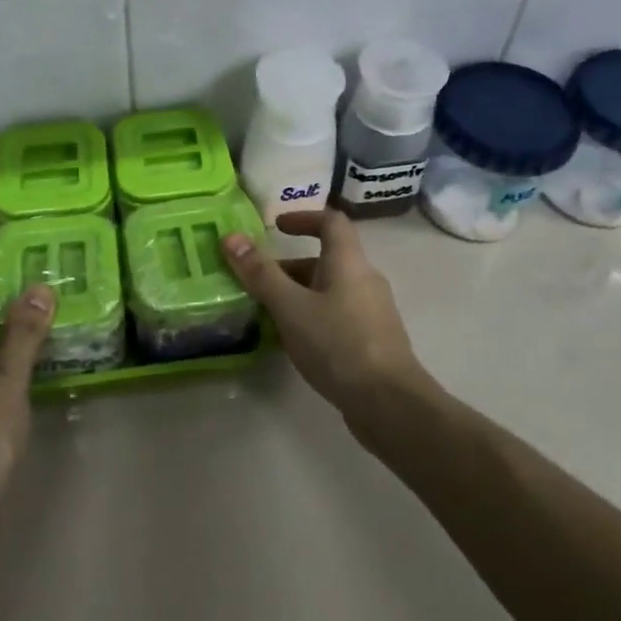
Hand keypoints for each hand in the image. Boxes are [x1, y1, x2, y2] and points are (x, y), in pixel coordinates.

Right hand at [222, 210, 439, 428]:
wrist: (389, 403)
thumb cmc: (338, 344)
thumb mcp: (290, 307)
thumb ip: (261, 273)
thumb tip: (231, 237)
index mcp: (349, 263)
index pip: (331, 222)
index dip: (303, 217)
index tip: (276, 227)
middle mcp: (365, 280)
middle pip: (326, 260)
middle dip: (289, 267)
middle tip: (256, 282)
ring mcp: (372, 313)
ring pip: (329, 291)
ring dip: (298, 295)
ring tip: (266, 315)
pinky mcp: (372, 341)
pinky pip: (336, 316)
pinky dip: (312, 318)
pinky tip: (293, 343)